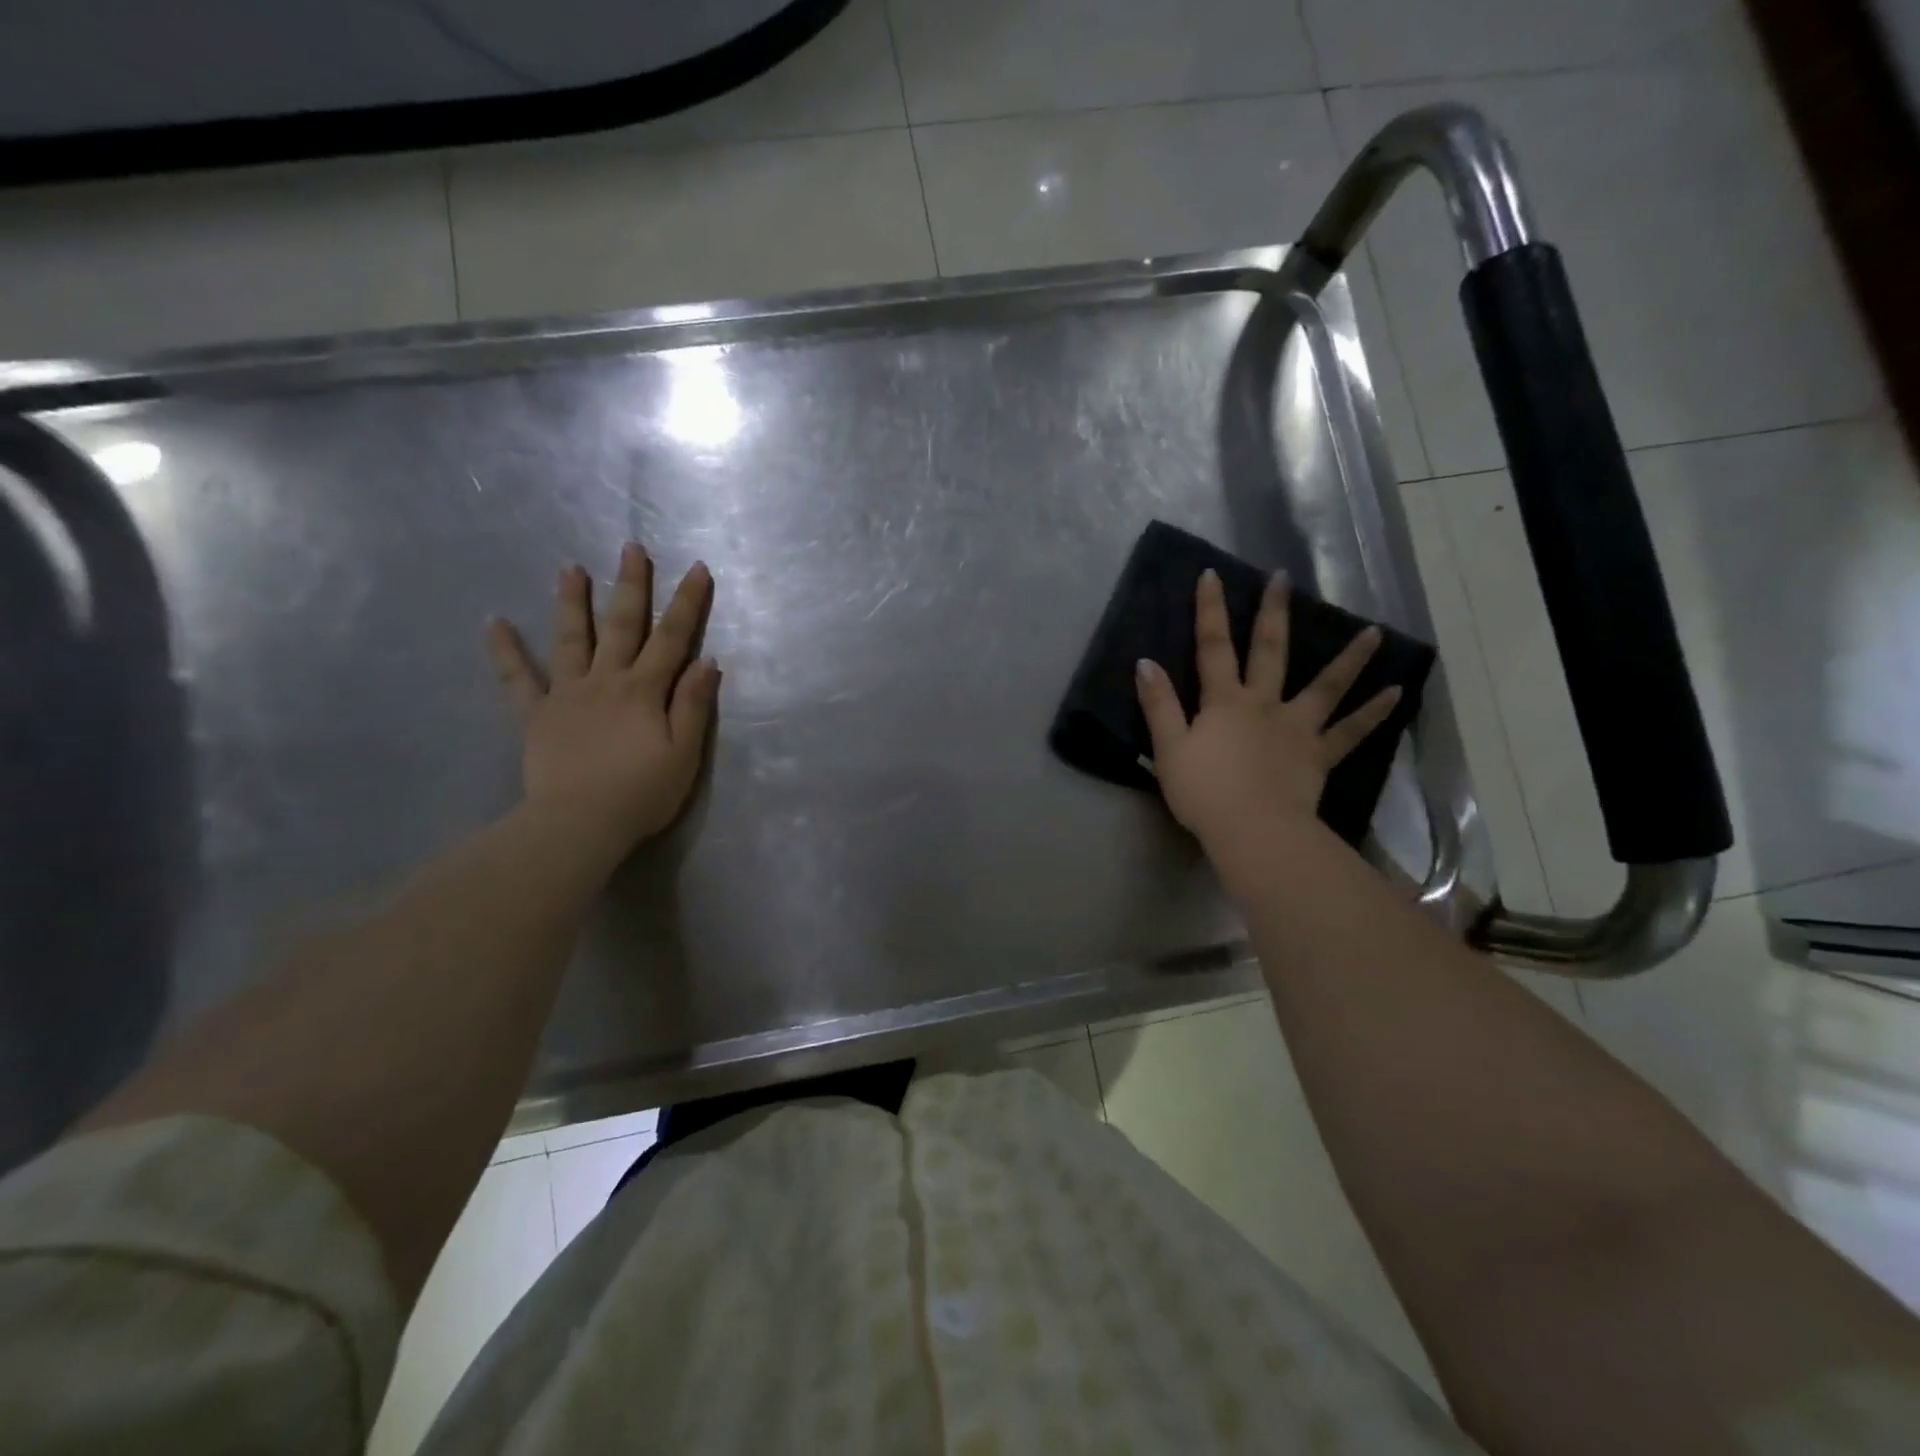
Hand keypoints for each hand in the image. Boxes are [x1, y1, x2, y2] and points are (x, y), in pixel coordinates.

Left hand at [486, 543, 718, 863]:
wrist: (579, 825)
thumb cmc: (641, 793)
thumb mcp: (684, 753)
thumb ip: (694, 705)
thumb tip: (708, 660)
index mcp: (645, 690)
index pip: (673, 638)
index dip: (687, 603)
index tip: (697, 568)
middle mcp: (606, 680)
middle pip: (622, 625)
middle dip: (631, 585)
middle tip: (631, 548)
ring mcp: (567, 694)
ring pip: (571, 639)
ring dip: (572, 603)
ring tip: (570, 569)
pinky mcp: (537, 715)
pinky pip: (518, 679)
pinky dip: (506, 651)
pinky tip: (494, 623)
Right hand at [1135, 568, 1400, 850]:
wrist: (1252, 830)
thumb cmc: (1204, 792)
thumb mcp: (1168, 748)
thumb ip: (1159, 705)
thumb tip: (1146, 663)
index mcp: (1224, 702)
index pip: (1213, 647)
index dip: (1210, 611)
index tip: (1212, 575)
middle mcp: (1264, 704)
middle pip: (1269, 652)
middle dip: (1273, 613)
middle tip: (1283, 578)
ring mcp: (1297, 728)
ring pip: (1325, 687)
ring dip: (1349, 658)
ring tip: (1374, 632)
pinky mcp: (1318, 755)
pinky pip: (1351, 732)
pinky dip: (1374, 713)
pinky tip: (1396, 693)